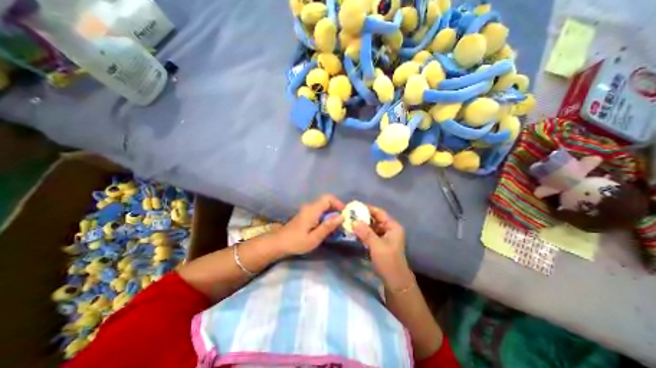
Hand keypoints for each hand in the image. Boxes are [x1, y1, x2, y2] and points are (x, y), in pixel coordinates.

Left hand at [272, 194, 345, 257]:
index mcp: (312, 210)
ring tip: (337, 225)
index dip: (338, 203)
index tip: (344, 214)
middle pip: (327, 201)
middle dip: (336, 209)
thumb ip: (327, 226)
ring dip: (332, 213)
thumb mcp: (314, 238)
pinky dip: (326, 215)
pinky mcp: (306, 214)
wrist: (279, 243)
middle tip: (342, 221)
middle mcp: (310, 207)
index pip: (328, 198)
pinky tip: (327, 226)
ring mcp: (307, 210)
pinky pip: (319, 210)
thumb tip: (341, 217)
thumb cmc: (296, 242)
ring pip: (323, 206)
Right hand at [354, 206, 413, 291]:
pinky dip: (362, 232)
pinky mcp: (379, 243)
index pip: (379, 212)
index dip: (367, 208)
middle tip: (349, 215)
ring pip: (371, 226)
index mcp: (392, 226)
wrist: (394, 281)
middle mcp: (389, 229)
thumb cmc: (388, 261)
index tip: (354, 207)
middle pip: (374, 219)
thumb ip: (365, 232)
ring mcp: (384, 236)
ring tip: (349, 222)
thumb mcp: (376, 246)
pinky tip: (354, 232)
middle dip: (362, 217)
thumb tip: (354, 221)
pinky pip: (369, 234)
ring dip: (361, 225)